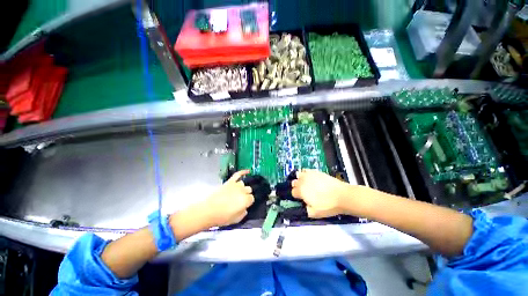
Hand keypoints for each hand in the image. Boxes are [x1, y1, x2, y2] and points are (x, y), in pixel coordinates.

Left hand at [201, 170, 254, 226]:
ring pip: (243, 184)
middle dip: (245, 195)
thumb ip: (243, 213)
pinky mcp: (229, 182)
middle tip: (239, 200)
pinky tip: (247, 171)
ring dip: (241, 188)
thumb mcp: (236, 220)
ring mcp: (236, 185)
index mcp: (245, 200)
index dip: (248, 202)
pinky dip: (243, 172)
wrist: (208, 211)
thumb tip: (245, 208)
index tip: (244, 205)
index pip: (251, 198)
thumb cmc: (222, 217)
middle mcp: (242, 191)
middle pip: (248, 190)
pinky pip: (238, 174)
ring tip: (236, 193)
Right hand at [291, 169, 351, 217]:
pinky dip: (305, 173)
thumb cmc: (328, 206)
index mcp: (301, 191)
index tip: (301, 199)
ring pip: (298, 174)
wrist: (342, 196)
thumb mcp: (315, 213)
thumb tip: (303, 207)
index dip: (296, 196)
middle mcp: (303, 181)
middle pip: (294, 182)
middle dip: (297, 187)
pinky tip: (310, 177)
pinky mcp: (316, 172)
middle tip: (303, 191)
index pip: (293, 192)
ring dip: (299, 179)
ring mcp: (309, 175)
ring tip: (305, 183)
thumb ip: (305, 210)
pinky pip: (306, 170)